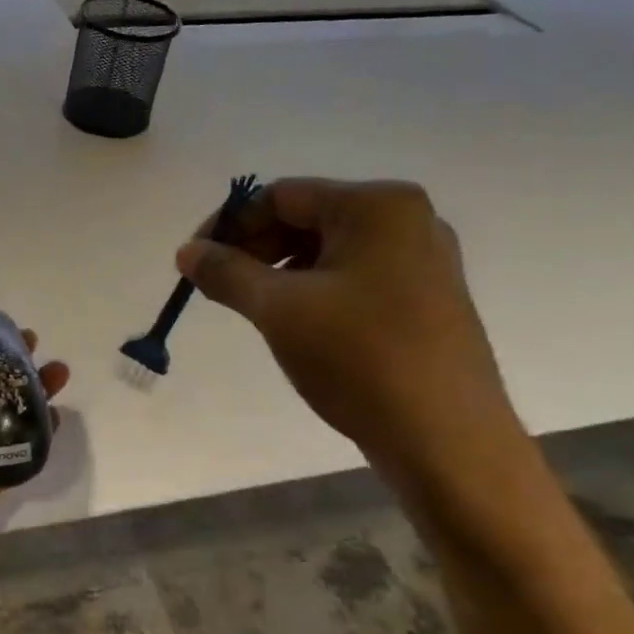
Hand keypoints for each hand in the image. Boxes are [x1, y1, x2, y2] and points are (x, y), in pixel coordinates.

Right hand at [176, 179, 519, 472]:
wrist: (446, 438)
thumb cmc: (358, 358)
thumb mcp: (279, 310)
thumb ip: (226, 273)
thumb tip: (187, 252)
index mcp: (377, 206)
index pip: (280, 196)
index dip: (229, 225)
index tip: (194, 263)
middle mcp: (407, 220)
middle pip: (306, 218)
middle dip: (254, 249)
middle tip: (218, 289)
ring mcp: (423, 260)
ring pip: (328, 251)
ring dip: (280, 272)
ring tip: (252, 310)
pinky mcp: (425, 298)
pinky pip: (354, 277)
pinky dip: (314, 291)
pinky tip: (295, 325)